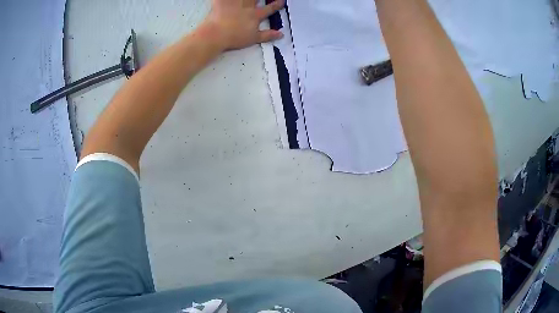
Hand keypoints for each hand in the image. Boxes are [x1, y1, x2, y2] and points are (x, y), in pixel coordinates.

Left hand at [203, 0, 284, 50]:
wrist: (216, 34)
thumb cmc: (234, 37)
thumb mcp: (253, 39)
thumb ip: (268, 35)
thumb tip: (280, 34)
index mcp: (255, 15)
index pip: (269, 9)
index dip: (276, 5)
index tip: (281, 1)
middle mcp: (247, 7)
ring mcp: (235, 3)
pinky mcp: (222, 2)